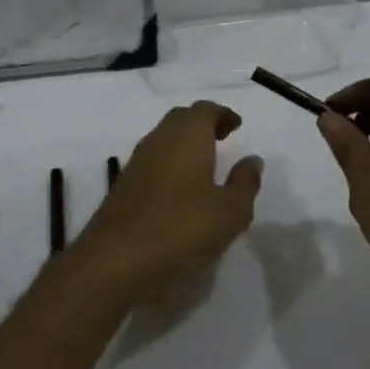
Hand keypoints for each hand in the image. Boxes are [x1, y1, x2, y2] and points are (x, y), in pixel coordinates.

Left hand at [72, 102, 262, 289]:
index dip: (222, 114)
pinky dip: (169, 164)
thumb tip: (252, 160)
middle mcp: (159, 140)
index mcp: (187, 136)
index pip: (205, 110)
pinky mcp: (123, 185)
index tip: (236, 125)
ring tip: (204, 165)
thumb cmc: (182, 228)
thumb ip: (245, 182)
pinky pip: (152, 162)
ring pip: (163, 140)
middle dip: (202, 124)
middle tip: (222, 138)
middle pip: (181, 119)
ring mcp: (136, 162)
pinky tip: (180, 190)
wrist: (116, 258)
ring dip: (184, 144)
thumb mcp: (230, 211)